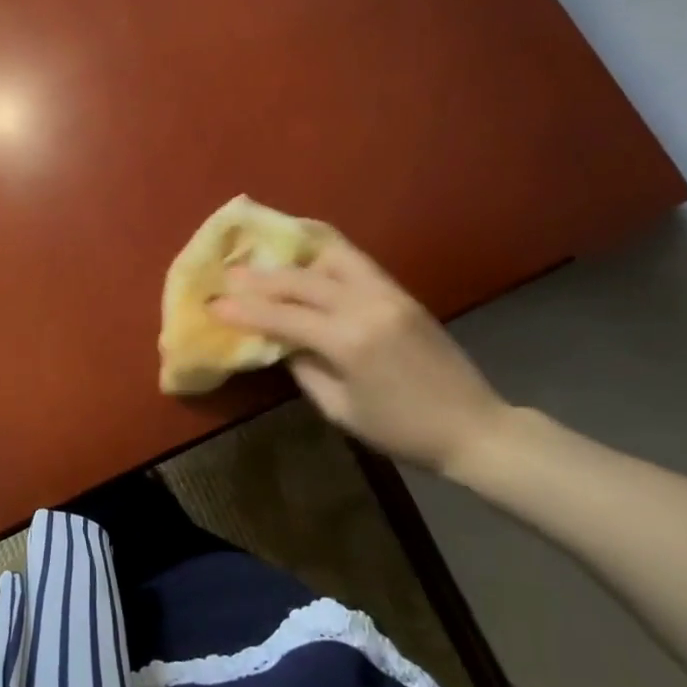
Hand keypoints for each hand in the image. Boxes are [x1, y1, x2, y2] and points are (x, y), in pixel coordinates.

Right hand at [212, 238, 509, 475]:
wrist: (473, 426)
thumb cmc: (402, 430)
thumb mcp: (340, 409)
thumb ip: (303, 369)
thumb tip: (279, 341)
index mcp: (349, 342)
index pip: (283, 317)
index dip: (244, 311)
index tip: (213, 304)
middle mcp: (366, 306)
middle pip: (301, 280)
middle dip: (260, 278)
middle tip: (228, 274)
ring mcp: (387, 293)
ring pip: (330, 256)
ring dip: (294, 256)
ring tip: (267, 256)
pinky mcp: (400, 291)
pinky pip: (355, 261)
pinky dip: (324, 255)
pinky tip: (306, 256)